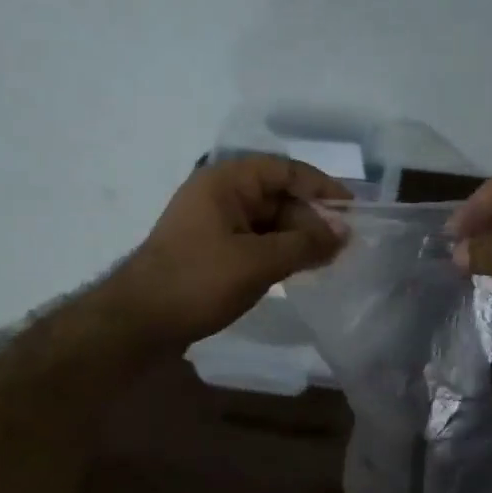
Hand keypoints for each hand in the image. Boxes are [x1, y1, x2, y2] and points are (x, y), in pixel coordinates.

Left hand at [108, 156, 349, 347]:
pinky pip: (255, 242)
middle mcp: (220, 195)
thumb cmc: (198, 282)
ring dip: (297, 238)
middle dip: (311, 219)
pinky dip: (279, 253)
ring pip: (268, 222)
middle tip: (342, 247)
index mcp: (226, 181)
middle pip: (278, 196)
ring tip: (327, 261)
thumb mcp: (258, 262)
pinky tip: (299, 270)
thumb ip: (305, 244)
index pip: (285, 170)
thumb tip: (344, 233)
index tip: (352, 210)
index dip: (322, 187)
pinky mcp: (212, 250)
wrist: (139, 322)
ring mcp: (214, 223)